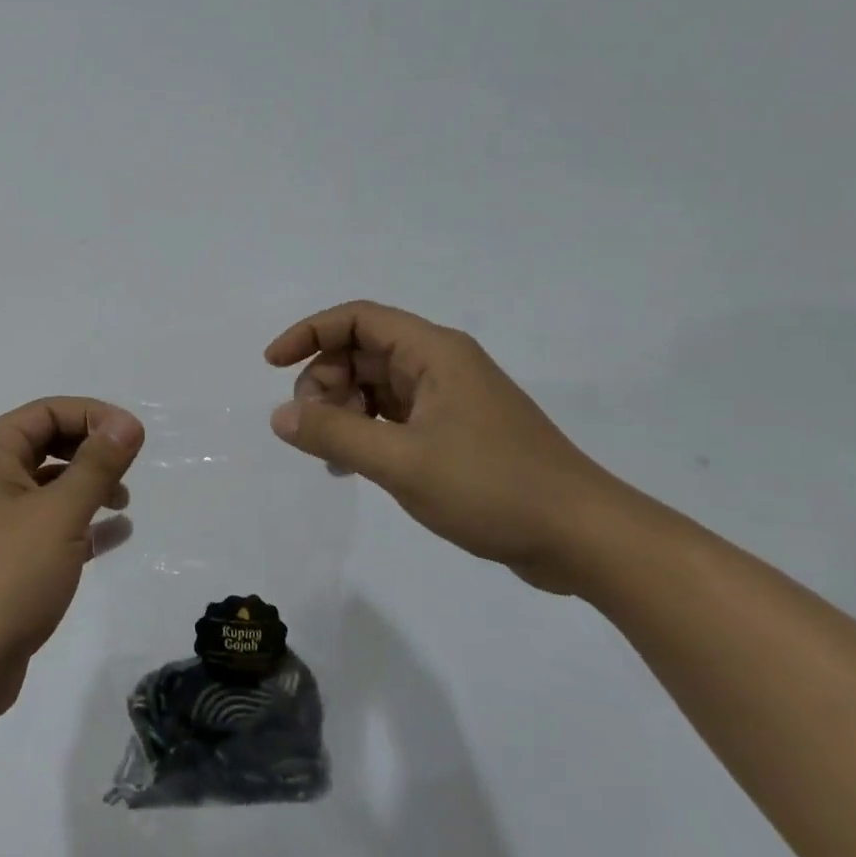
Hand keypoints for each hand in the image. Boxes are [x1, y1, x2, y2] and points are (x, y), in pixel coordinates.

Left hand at [0, 397, 143, 723]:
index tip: (135, 438)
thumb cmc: (4, 576)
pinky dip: (78, 525)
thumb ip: (97, 465)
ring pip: (46, 487)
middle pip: (46, 444)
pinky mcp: (0, 560)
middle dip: (90, 452)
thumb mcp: (59, 514)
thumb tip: (127, 422)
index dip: (94, 416)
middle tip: (129, 472)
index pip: (47, 411)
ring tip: (123, 503)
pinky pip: (45, 527)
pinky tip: (113, 535)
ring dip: (86, 488)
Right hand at [265, 301, 627, 590]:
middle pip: (361, 352)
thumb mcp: (401, 461)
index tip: (272, 365)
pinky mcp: (455, 432)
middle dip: (324, 383)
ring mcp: (449, 400)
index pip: (356, 319)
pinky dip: (365, 432)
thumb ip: (334, 434)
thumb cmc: (492, 487)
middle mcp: (440, 365)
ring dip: (342, 411)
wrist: (583, 538)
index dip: (308, 333)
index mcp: (433, 352)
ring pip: (374, 386)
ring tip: (332, 456)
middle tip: (312, 429)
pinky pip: (393, 416)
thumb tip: (279, 416)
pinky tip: (351, 467)